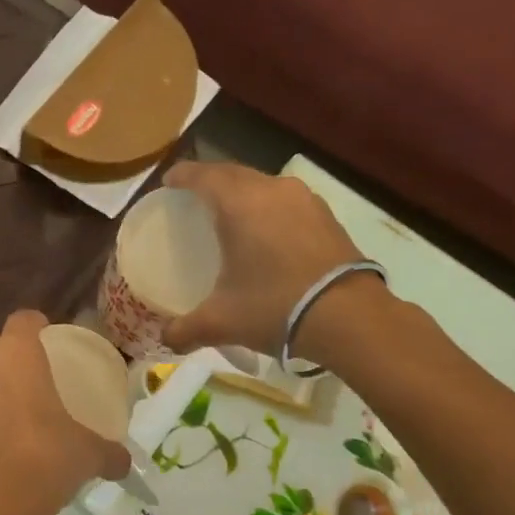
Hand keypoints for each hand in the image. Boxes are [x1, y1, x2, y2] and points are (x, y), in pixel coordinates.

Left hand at [0, 311, 131, 514]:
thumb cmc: (43, 462)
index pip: (24, 319)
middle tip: (32, 376)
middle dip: (7, 353)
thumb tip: (125, 463)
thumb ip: (110, 452)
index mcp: (15, 354)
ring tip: (10, 409)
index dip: (38, 325)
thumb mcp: (88, 454)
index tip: (51, 339)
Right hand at [161, 163, 369, 353]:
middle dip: (211, 179)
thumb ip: (185, 330)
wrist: (348, 317)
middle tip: (195, 195)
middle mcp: (271, 190)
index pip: (202, 175)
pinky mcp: (327, 216)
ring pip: (263, 184)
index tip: (169, 181)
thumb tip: (166, 340)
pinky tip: (268, 230)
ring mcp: (304, 199)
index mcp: (238, 204)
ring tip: (232, 212)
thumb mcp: (221, 322)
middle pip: (233, 173)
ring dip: (243, 192)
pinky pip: (287, 201)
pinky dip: (269, 207)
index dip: (182, 175)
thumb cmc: (273, 307)